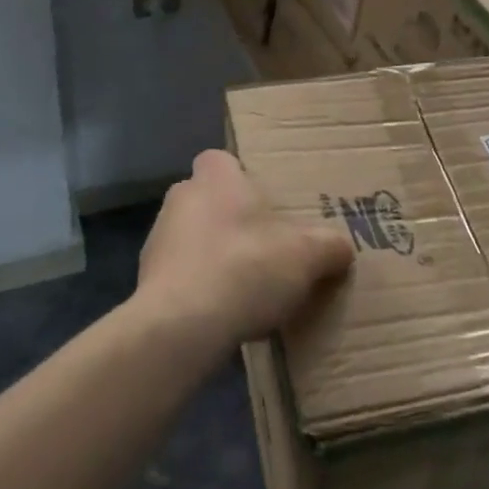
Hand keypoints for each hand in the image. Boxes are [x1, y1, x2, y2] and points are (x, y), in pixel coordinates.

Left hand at [135, 150, 352, 346]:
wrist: (181, 327)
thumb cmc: (245, 268)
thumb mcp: (308, 255)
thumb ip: (330, 245)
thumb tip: (341, 248)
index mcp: (215, 178)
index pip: (224, 160)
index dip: (244, 178)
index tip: (267, 204)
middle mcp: (181, 198)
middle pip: (210, 200)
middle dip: (234, 220)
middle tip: (268, 246)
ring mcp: (158, 240)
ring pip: (194, 239)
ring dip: (216, 256)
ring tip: (249, 288)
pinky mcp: (147, 281)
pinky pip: (182, 276)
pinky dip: (201, 289)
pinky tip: (225, 314)